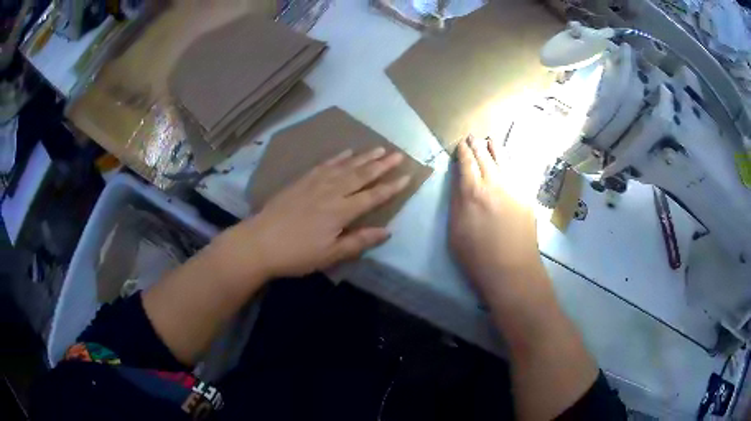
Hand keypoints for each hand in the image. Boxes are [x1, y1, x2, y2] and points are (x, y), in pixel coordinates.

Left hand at [216, 148, 410, 280]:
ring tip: (379, 148)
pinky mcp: (301, 181)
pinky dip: (338, 157)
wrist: (260, 242)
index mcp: (341, 211)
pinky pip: (324, 164)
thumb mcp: (330, 255)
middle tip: (398, 154)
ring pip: (345, 166)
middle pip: (362, 175)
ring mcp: (315, 183)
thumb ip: (359, 241)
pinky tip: (346, 152)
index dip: (392, 187)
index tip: (407, 176)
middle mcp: (332, 191)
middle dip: (382, 165)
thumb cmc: (297, 254)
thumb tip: (386, 231)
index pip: (373, 196)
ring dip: (364, 157)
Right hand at [450, 136, 542, 290]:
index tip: (461, 143)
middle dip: (478, 146)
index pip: (467, 164)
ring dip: (496, 149)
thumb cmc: (477, 256)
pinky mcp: (526, 198)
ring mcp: (514, 190)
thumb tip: (460, 184)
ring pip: (504, 162)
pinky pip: (518, 173)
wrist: (512, 270)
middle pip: (485, 159)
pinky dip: (511, 164)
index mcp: (472, 192)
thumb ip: (457, 203)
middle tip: (473, 136)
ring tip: (491, 140)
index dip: (463, 152)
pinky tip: (509, 161)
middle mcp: (494, 185)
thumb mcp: (455, 231)